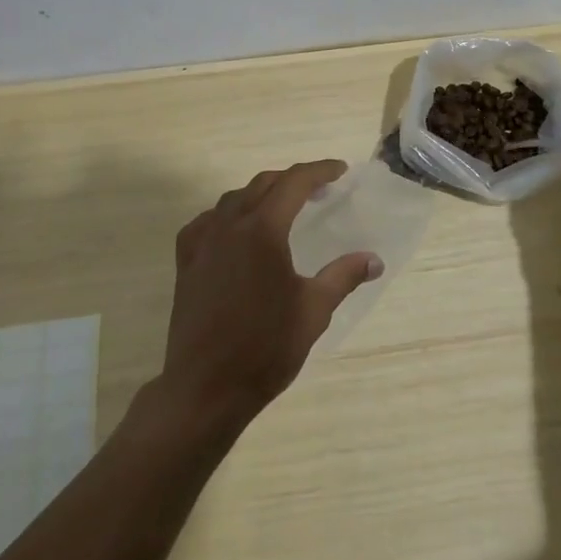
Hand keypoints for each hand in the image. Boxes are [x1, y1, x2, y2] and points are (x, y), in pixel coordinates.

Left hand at [158, 161, 383, 434]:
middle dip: (293, 180)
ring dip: (261, 194)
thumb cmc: (265, 348)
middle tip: (319, 189)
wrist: (205, 389)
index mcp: (263, 230)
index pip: (294, 183)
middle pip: (263, 184)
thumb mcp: (313, 310)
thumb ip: (343, 276)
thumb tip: (375, 260)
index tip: (340, 170)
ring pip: (234, 199)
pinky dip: (229, 215)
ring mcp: (202, 242)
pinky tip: (236, 232)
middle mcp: (230, 225)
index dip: (319, 171)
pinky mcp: (185, 262)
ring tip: (282, 207)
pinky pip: (207, 221)